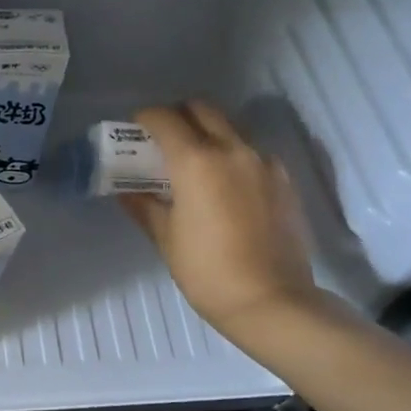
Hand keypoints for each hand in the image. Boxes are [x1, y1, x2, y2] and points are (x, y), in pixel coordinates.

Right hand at [120, 102, 325, 341]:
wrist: (271, 300)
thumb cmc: (207, 272)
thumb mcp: (167, 239)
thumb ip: (145, 207)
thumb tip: (127, 191)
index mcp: (196, 161)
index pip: (165, 119)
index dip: (145, 118)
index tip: (134, 128)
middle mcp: (233, 150)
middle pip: (202, 109)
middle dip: (178, 115)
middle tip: (163, 139)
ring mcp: (263, 162)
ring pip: (230, 128)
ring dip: (208, 133)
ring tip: (194, 163)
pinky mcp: (283, 180)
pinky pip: (252, 152)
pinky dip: (232, 155)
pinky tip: (225, 185)